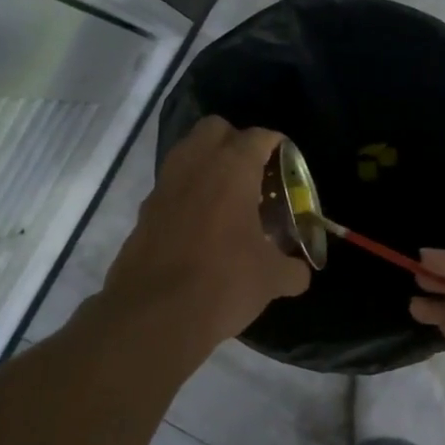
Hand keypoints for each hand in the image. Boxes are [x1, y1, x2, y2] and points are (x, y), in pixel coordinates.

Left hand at [103, 117, 309, 351]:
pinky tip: (203, 226)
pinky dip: (188, 194)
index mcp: (231, 170)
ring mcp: (163, 188)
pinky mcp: (144, 213)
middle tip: (255, 172)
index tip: (287, 161)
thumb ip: (292, 269)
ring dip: (208, 164)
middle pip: (215, 129)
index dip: (276, 145)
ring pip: (187, 153)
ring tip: (229, 197)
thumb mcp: (271, 279)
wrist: (154, 315)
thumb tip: (300, 273)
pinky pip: (171, 187)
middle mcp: (195, 166)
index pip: (258, 137)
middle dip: (236, 141)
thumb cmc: (223, 283)